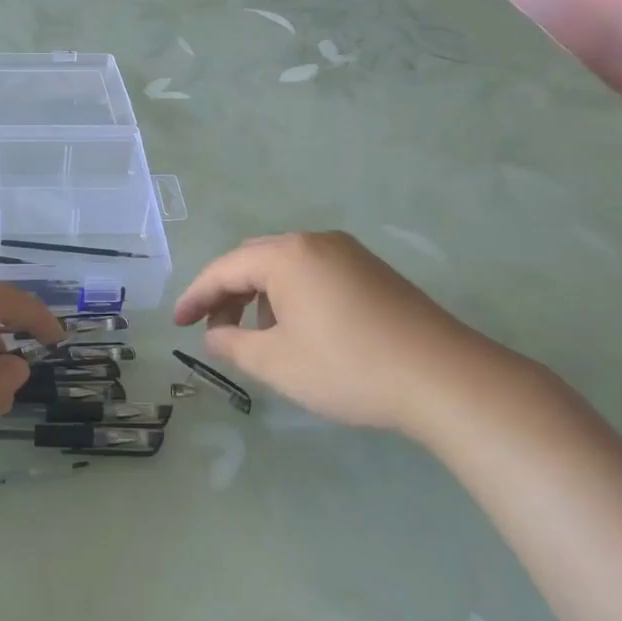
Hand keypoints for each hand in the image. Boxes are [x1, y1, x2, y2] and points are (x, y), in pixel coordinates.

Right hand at [173, 231, 537, 439]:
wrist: (445, 378)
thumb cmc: (348, 367)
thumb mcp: (277, 363)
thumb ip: (233, 344)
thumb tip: (214, 334)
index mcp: (287, 255)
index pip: (224, 269)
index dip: (196, 297)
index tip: (177, 324)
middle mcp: (316, 242)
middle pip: (254, 260)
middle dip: (227, 294)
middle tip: (214, 330)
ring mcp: (349, 254)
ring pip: (286, 267)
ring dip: (261, 297)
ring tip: (258, 338)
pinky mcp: (373, 272)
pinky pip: (315, 274)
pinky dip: (292, 297)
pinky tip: (300, 332)